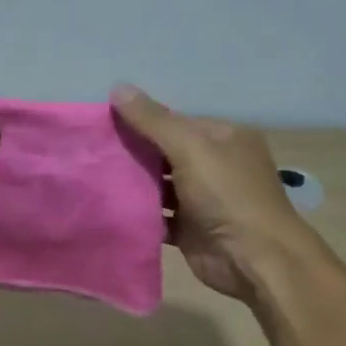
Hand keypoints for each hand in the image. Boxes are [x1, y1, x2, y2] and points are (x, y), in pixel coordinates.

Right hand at [111, 84, 305, 299]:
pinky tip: (108, 206)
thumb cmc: (227, 194)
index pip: (177, 121)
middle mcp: (216, 165)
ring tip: (92, 176)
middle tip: (92, 149)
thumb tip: (118, 87)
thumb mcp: (190, 147)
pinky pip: (158, 216)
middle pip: (166, 153)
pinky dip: (138, 213)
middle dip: (133, 151)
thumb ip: (153, 120)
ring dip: (132, 183)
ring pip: (159, 185)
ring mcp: (203, 199)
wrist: (253, 258)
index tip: (105, 121)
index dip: (143, 120)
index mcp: (225, 138)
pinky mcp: (190, 229)